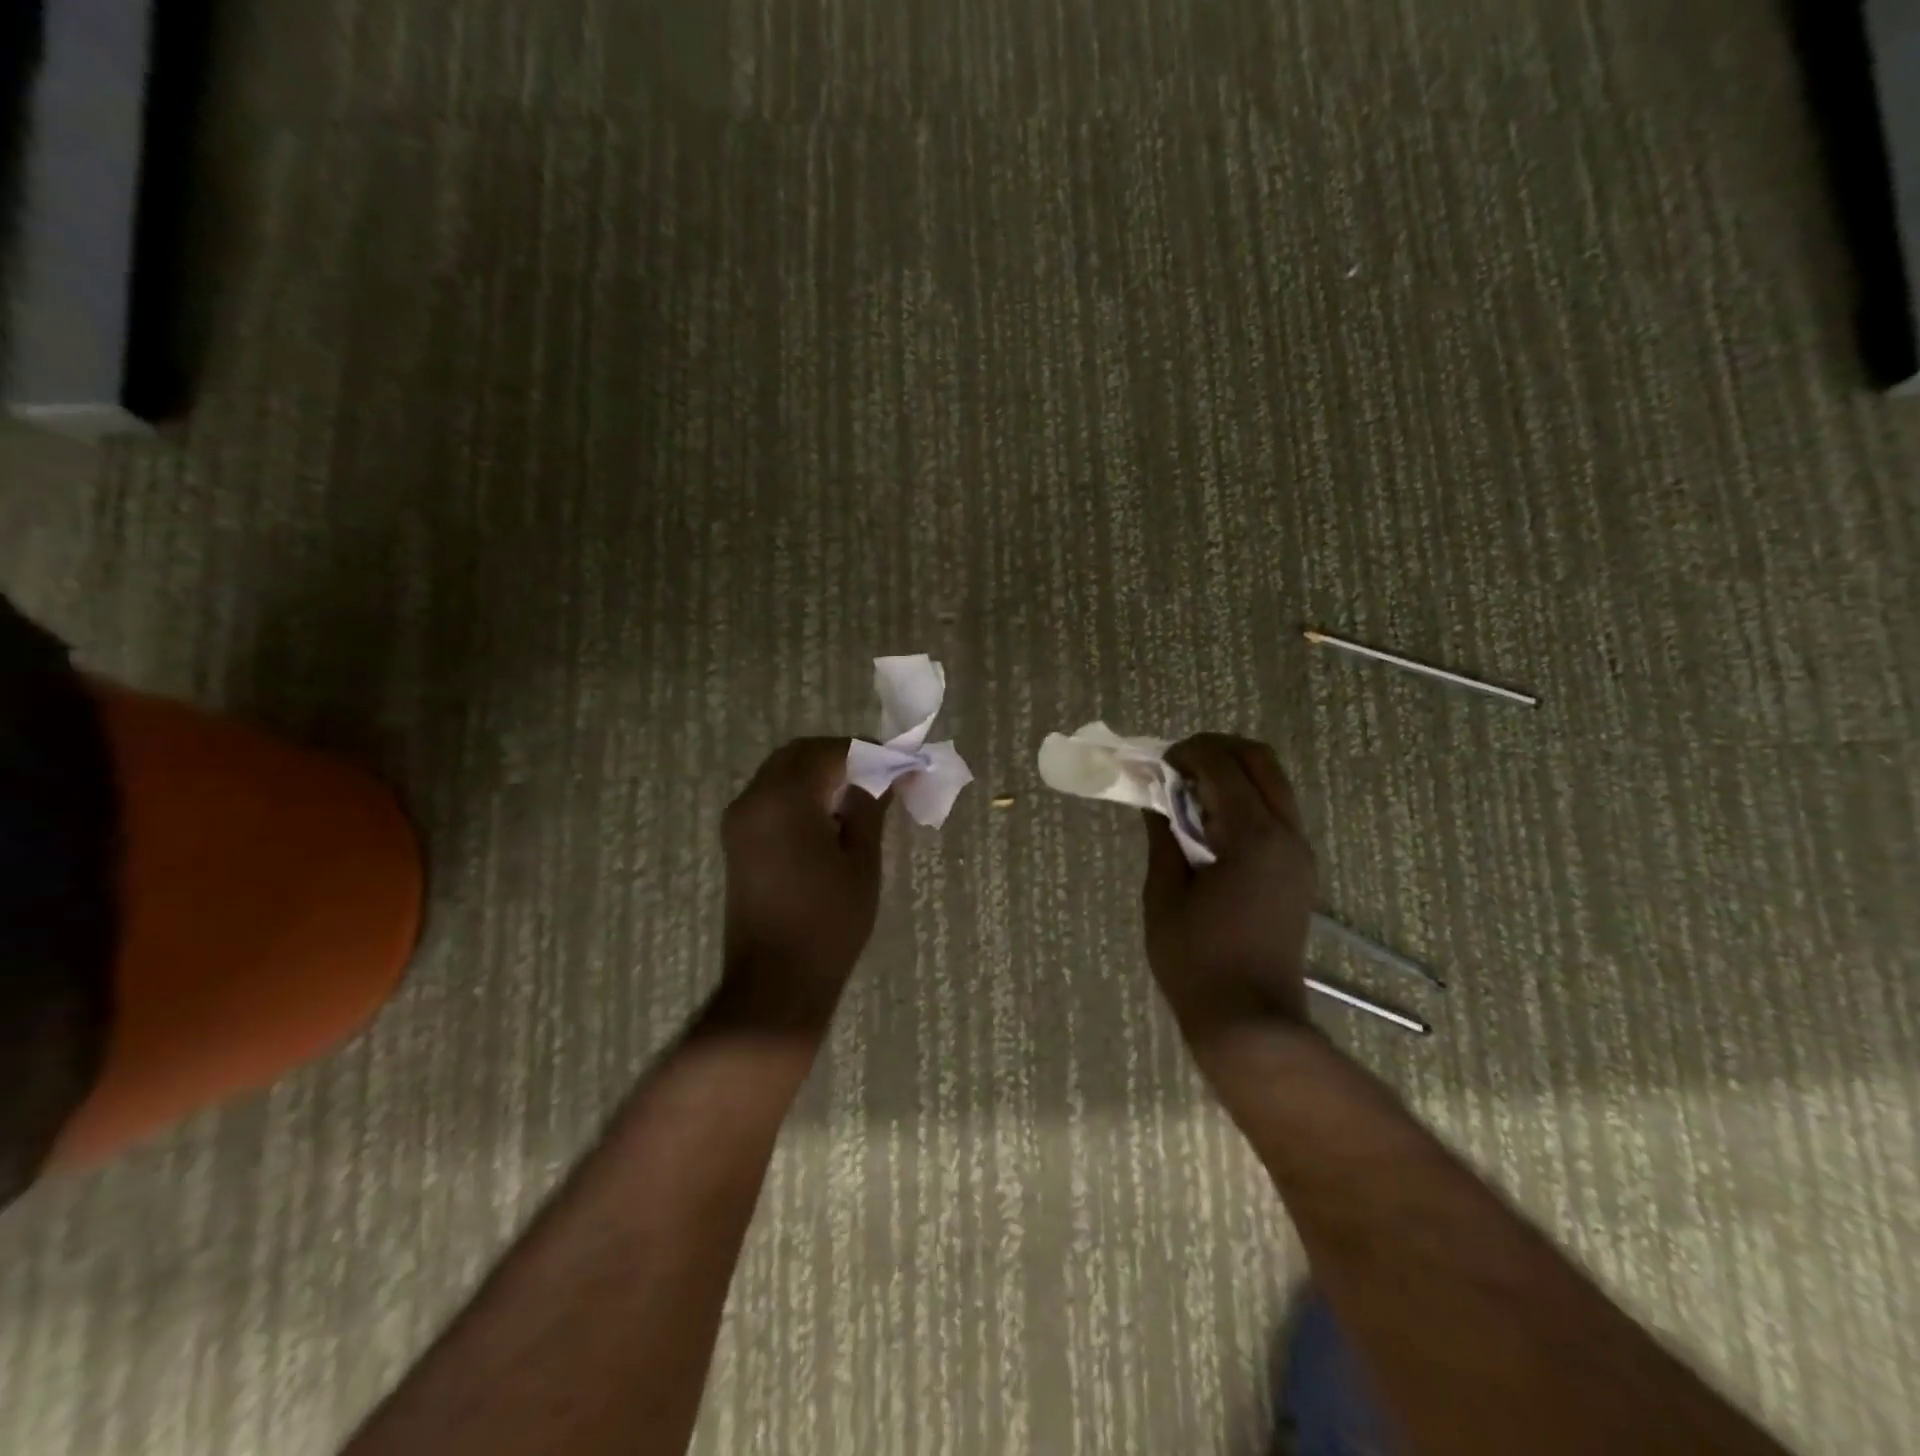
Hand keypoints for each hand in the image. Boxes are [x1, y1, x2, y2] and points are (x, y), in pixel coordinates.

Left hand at [715, 737, 890, 1033]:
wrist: (776, 982)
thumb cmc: (828, 922)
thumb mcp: (861, 860)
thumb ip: (869, 806)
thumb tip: (886, 773)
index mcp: (783, 800)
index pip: (830, 752)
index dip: (869, 752)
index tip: (900, 764)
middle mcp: (752, 800)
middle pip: (799, 754)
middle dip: (842, 757)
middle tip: (881, 777)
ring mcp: (739, 821)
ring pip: (782, 773)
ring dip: (821, 775)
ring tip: (860, 799)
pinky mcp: (737, 842)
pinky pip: (771, 797)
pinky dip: (802, 794)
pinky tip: (831, 820)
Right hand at [1142, 734, 1318, 1046]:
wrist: (1250, 1020)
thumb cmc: (1196, 960)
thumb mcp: (1164, 893)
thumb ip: (1163, 835)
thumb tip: (1155, 798)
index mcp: (1253, 837)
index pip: (1224, 765)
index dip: (1187, 753)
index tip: (1156, 765)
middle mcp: (1287, 835)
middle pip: (1261, 760)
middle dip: (1216, 749)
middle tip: (1176, 766)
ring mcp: (1299, 853)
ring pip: (1274, 783)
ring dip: (1233, 772)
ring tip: (1189, 792)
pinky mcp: (1299, 871)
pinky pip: (1276, 811)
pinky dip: (1245, 799)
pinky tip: (1210, 823)